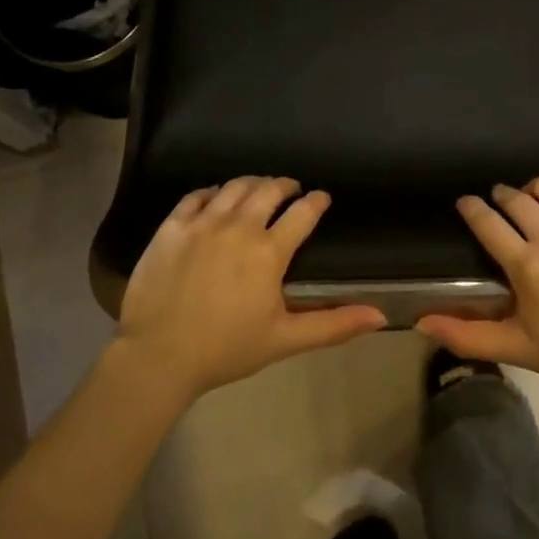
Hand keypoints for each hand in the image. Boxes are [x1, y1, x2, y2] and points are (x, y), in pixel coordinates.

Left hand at [117, 176, 385, 401]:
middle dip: (285, 185)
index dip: (317, 201)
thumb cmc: (226, 349)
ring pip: (235, 186)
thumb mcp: (285, 339)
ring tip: (258, 188)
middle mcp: (239, 226)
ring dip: (253, 182)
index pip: (303, 212)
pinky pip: (197, 195)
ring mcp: (203, 222)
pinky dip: (213, 192)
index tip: (322, 198)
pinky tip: (216, 198)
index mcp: (269, 251)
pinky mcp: (172, 226)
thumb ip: (334, 324)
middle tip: (291, 189)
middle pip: (269, 189)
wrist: (158, 355)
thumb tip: (380, 315)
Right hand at [418, 176, 538, 397]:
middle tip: (502, 205)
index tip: (466, 203)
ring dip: (535, 190)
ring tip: (536, 203)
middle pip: (516, 198)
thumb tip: (422, 323)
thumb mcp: (517, 348)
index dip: (471, 208)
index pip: (487, 222)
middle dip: (502, 197)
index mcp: (527, 266)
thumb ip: (467, 335)